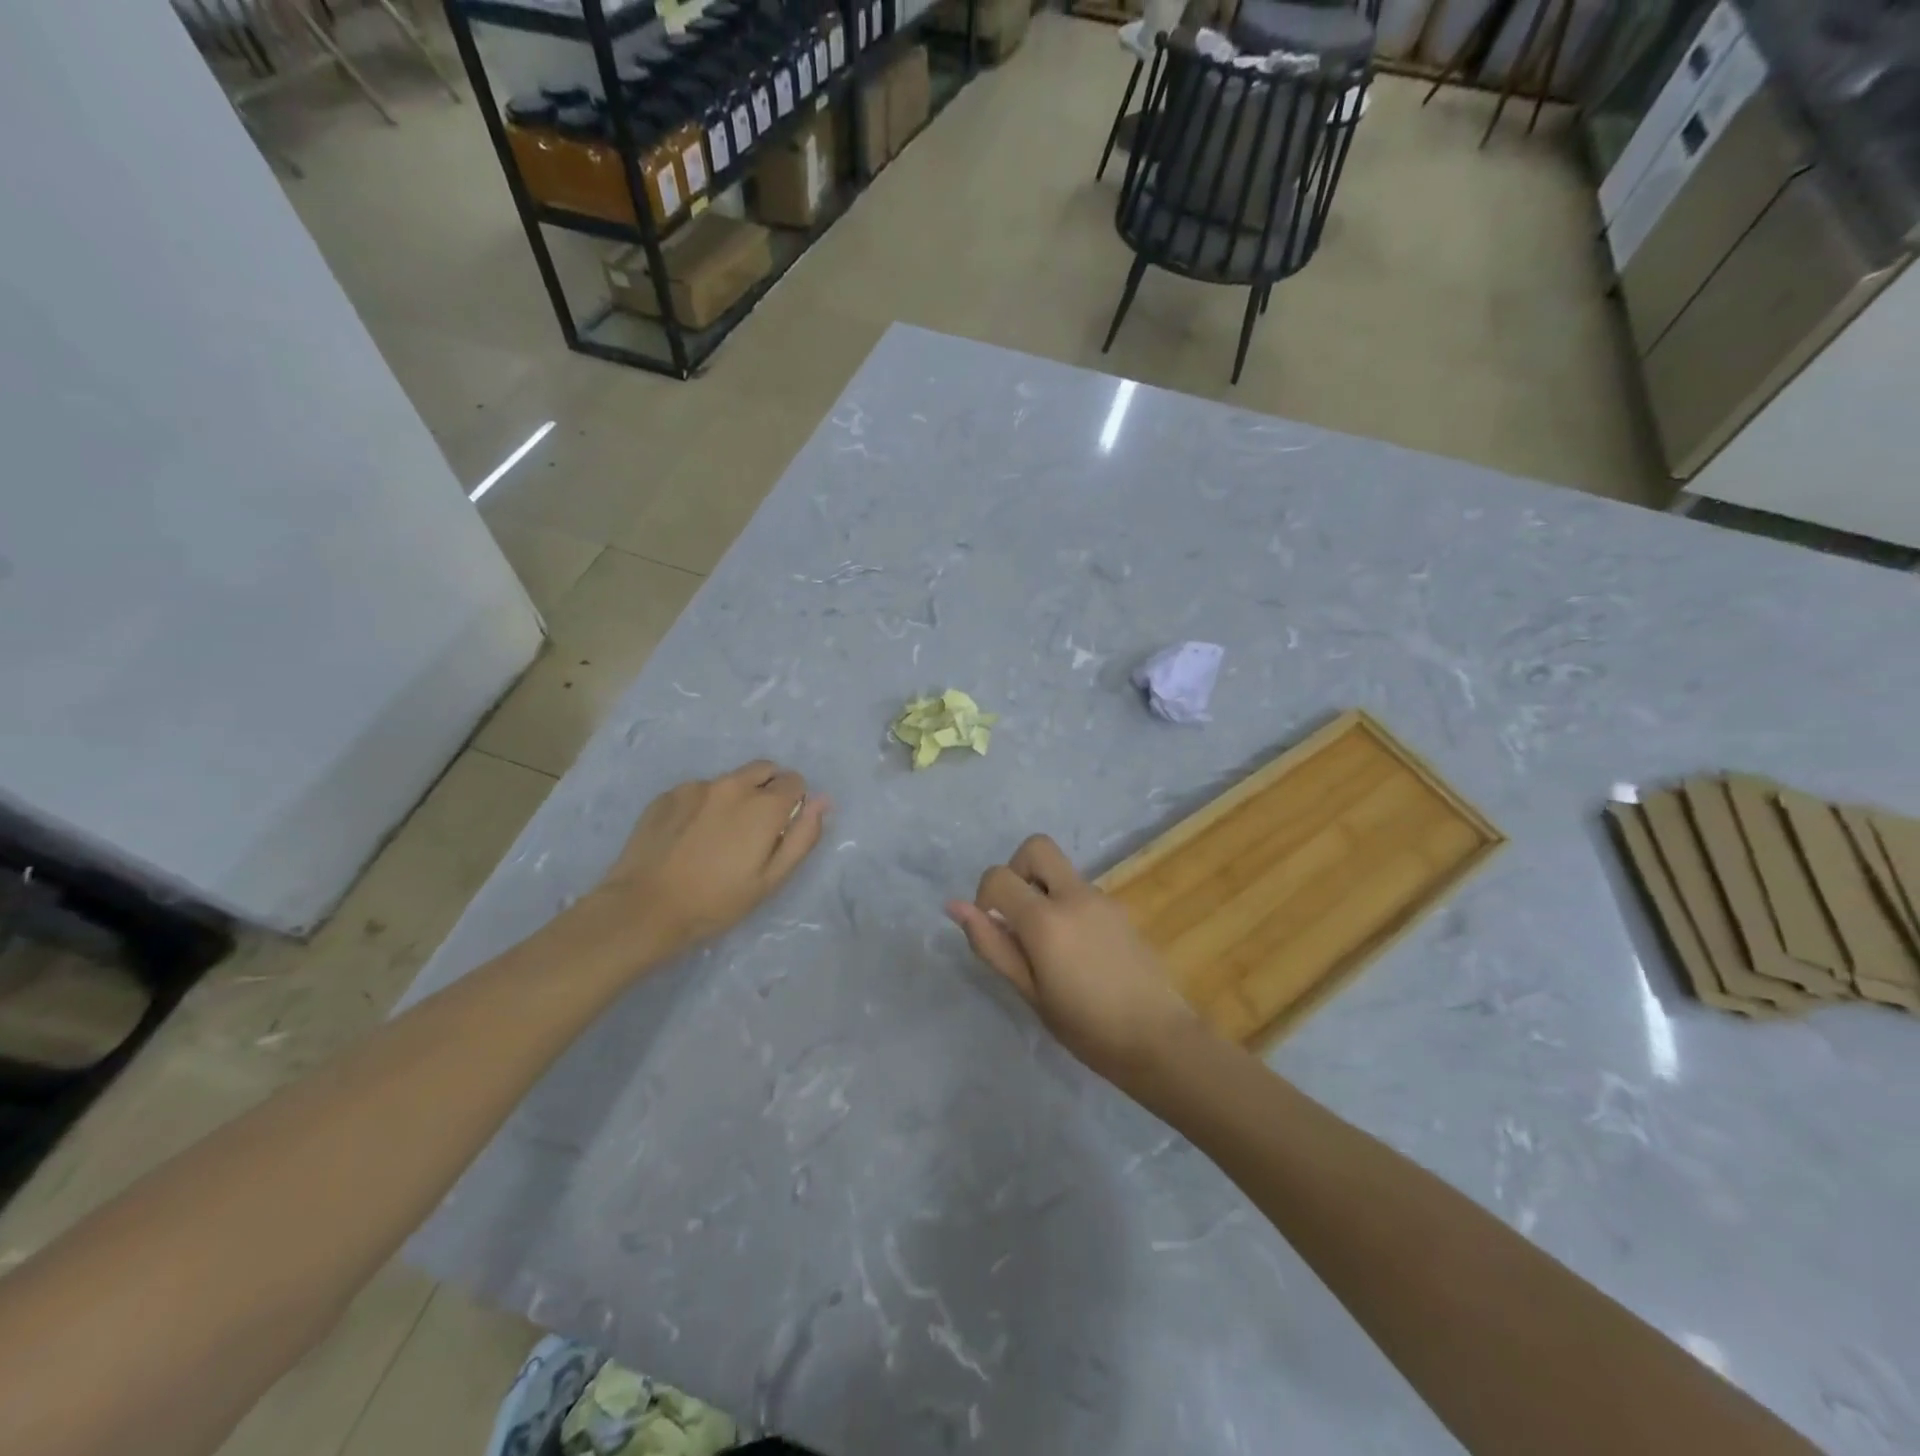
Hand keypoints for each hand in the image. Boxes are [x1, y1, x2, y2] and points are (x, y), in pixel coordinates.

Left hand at [576, 760, 828, 969]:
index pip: (795, 781)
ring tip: (718, 835)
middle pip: (764, 769)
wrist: (644, 908)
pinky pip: (699, 791)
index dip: (794, 803)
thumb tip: (822, 801)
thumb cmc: (716, 901)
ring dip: (735, 797)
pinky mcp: (667, 795)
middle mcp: (732, 785)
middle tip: (756, 828)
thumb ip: (802, 836)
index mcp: (763, 805)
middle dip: (769, 789)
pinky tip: (690, 837)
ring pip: (730, 780)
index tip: (781, 828)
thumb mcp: (771, 879)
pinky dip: (704, 805)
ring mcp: (696, 787)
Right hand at [946, 835, 1199, 1086]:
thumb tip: (955, 907)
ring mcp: (1102, 899)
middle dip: (1017, 870)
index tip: (995, 932)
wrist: (1159, 1039)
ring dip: (1043, 893)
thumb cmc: (1086, 1027)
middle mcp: (1074, 896)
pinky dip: (1067, 908)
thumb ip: (993, 945)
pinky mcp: (1120, 910)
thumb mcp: (1030, 992)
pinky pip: (1081, 893)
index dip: (984, 898)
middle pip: (1036, 847)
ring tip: (1050, 949)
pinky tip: (1078, 955)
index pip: (999, 876)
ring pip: (1060, 873)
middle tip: (1018, 916)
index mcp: (1046, 919)